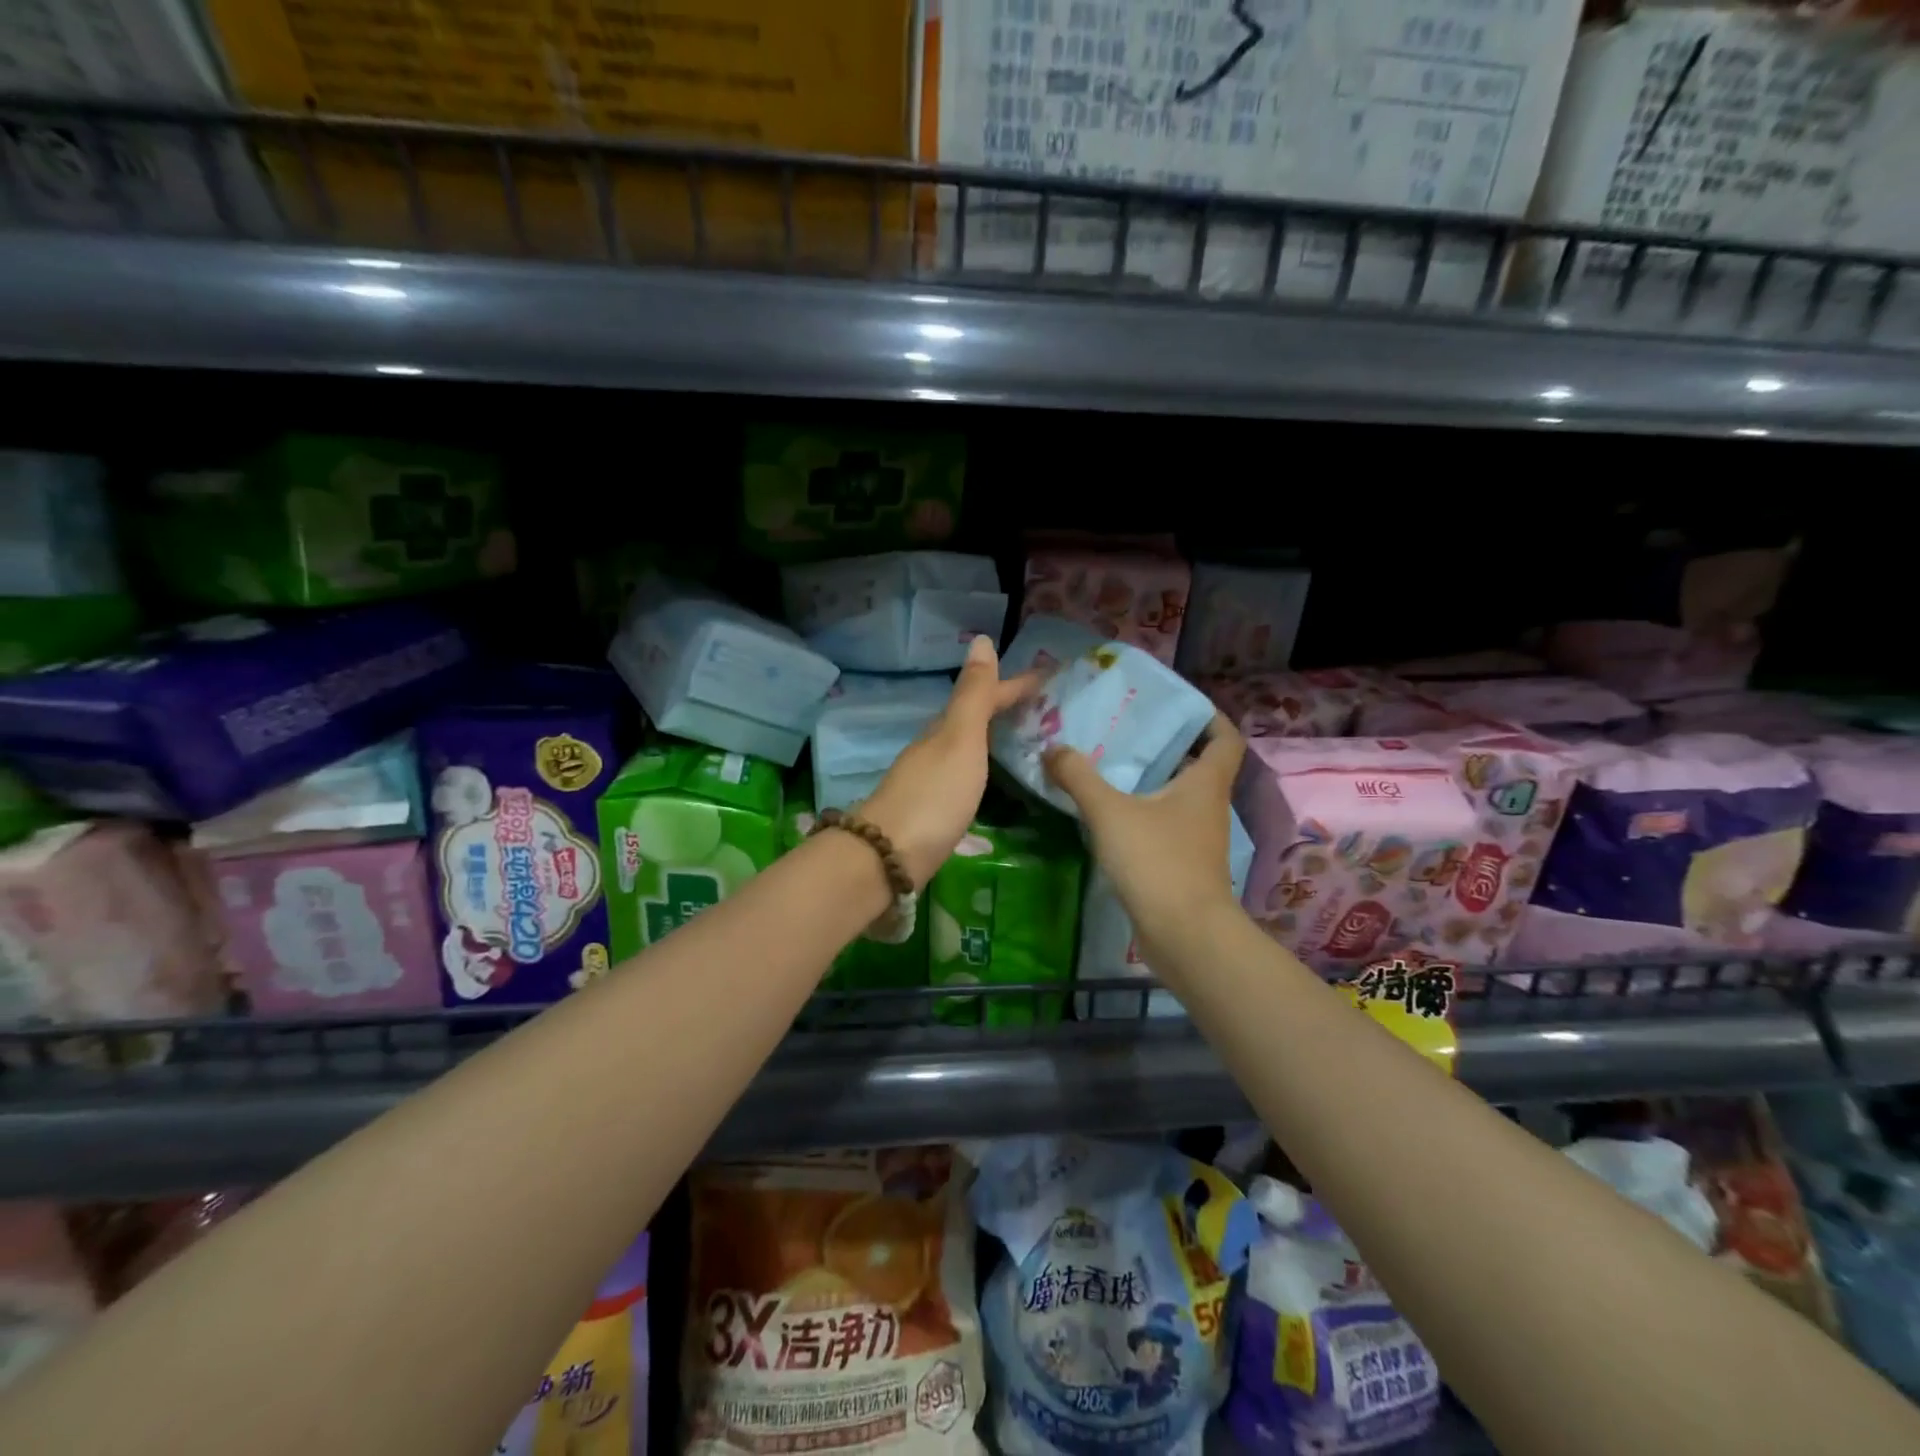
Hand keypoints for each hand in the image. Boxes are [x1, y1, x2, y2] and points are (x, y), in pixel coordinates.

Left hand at [862, 636, 1039, 888]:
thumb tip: (981, 639)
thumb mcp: (959, 739)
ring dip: (996, 737)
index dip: (1017, 685)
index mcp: (945, 729)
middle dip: (1007, 709)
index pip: (986, 696)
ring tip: (1029, 739)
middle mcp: (936, 749)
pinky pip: (967, 776)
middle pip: (975, 720)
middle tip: (1047, 709)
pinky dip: (985, 768)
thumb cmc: (933, 795)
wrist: (888, 858)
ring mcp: (932, 781)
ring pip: (968, 748)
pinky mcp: (934, 811)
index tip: (1051, 676)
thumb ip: (973, 695)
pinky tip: (995, 781)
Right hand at [1043, 715, 1246, 961]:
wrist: (1183, 935)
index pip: (1225, 739)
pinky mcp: (1183, 865)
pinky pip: (1165, 826)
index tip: (1179, 705)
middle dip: (1167, 746)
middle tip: (1127, 730)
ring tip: (1110, 766)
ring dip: (1152, 781)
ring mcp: (1198, 839)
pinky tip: (1110, 814)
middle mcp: (1208, 807)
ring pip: (1179, 797)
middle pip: (1198, 766)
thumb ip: (1079, 777)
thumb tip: (1053, 749)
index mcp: (1205, 784)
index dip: (1209, 718)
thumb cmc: (1157, 861)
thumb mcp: (1110, 813)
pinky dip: (1144, 813)